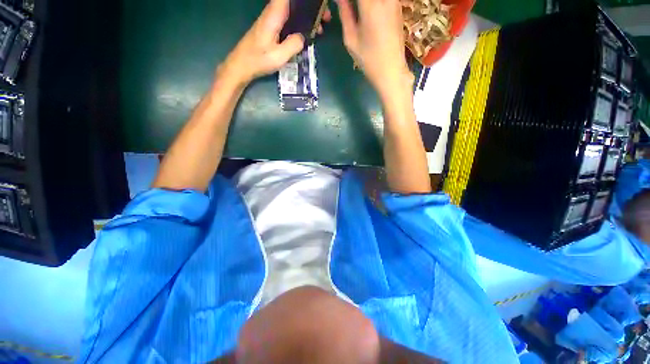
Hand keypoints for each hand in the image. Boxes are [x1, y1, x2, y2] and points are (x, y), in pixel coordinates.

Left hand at [220, 0, 311, 85]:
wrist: (241, 65)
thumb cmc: (258, 60)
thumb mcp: (279, 56)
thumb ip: (293, 45)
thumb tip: (303, 37)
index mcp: (274, 15)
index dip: (304, 1)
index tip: (317, 5)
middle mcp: (273, 13)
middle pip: (294, 3)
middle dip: (310, 8)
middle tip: (324, 18)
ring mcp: (272, 20)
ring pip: (293, 11)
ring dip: (307, 16)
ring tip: (319, 27)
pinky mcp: (272, 28)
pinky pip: (289, 19)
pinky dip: (300, 23)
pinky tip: (307, 33)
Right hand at [337, 0, 412, 99]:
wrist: (391, 71)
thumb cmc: (369, 60)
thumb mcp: (351, 39)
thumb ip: (344, 14)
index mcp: (370, 5)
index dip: (347, 0)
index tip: (342, 4)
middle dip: (356, 2)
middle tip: (348, 9)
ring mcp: (394, 1)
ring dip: (364, 4)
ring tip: (357, 13)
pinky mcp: (399, 7)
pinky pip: (384, 1)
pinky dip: (373, 5)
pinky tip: (368, 13)